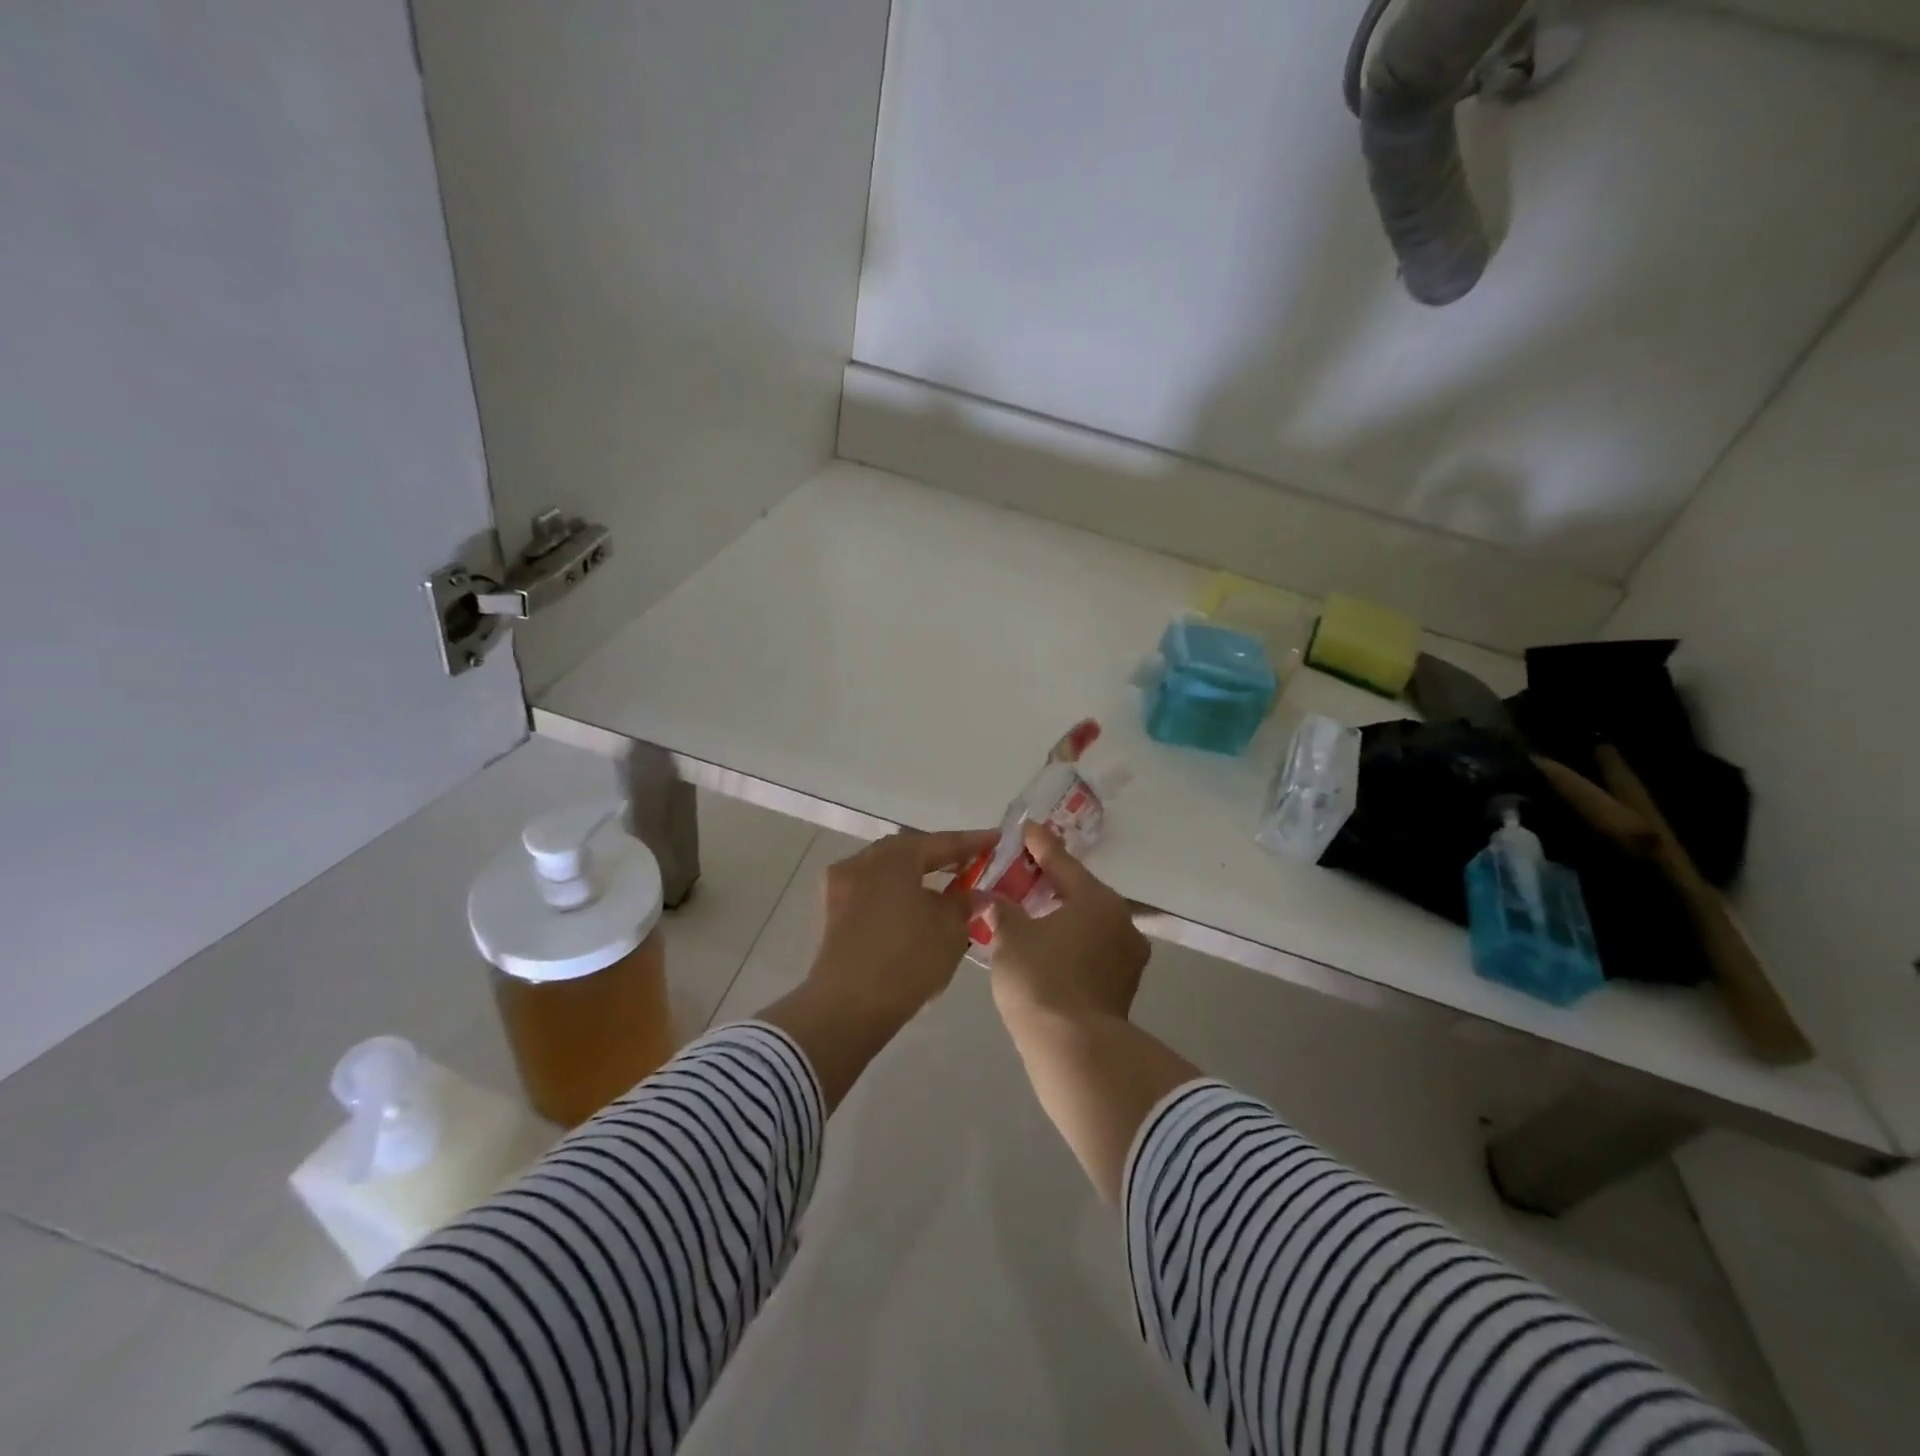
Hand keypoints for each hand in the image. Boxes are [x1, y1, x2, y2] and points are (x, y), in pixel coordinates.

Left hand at [806, 828, 999, 1024]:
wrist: (848, 1007)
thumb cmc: (906, 959)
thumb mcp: (950, 930)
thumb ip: (964, 903)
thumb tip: (974, 894)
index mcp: (893, 857)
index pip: (941, 842)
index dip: (972, 842)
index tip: (996, 839)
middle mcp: (863, 862)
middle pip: (909, 851)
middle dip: (940, 856)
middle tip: (969, 863)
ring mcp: (841, 887)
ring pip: (887, 871)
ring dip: (916, 875)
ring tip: (944, 887)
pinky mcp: (833, 913)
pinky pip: (873, 891)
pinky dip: (896, 893)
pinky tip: (914, 909)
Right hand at [988, 823, 1150, 1027]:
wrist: (1075, 1050)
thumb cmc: (1041, 980)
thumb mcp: (1011, 938)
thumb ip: (1003, 910)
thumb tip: (995, 899)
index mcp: (1097, 900)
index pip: (1062, 861)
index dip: (1040, 844)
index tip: (1026, 828)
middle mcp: (1121, 921)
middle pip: (1081, 891)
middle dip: (1053, 881)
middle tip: (1024, 871)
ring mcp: (1128, 956)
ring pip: (1090, 922)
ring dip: (1064, 914)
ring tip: (1035, 910)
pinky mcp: (1124, 986)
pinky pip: (1094, 948)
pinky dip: (1072, 940)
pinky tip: (1050, 945)